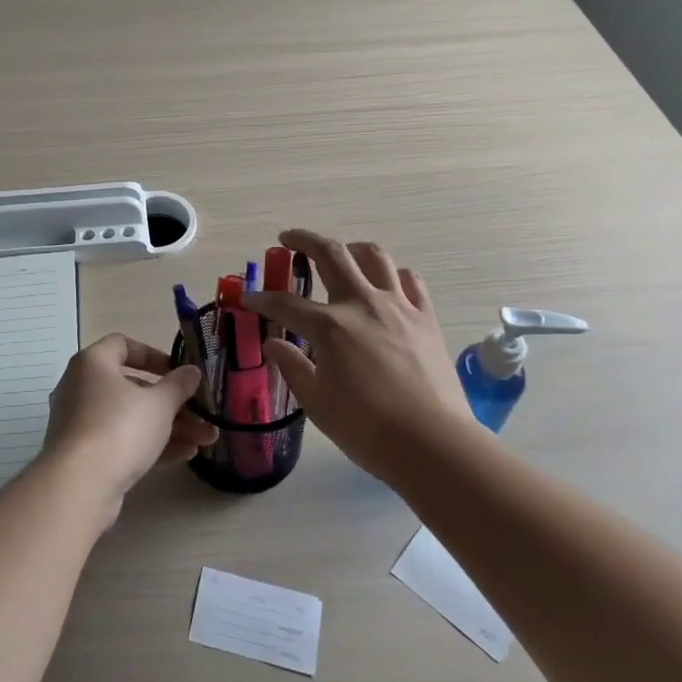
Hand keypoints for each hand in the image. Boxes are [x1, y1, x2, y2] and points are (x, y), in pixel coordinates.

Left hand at [40, 334, 214, 519]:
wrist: (79, 486)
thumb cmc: (120, 428)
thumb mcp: (159, 404)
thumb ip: (178, 385)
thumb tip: (191, 371)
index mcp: (93, 363)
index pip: (122, 345)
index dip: (154, 355)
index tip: (178, 371)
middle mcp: (80, 387)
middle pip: (132, 387)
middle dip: (172, 402)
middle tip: (201, 413)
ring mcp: (80, 423)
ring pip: (130, 417)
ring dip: (169, 427)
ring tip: (205, 439)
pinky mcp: (83, 454)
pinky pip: (120, 441)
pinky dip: (149, 444)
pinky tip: (184, 455)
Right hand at [243, 230, 476, 485]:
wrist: (432, 443)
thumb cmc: (367, 429)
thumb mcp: (318, 403)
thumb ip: (293, 367)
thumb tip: (274, 344)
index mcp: (329, 326)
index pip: (285, 304)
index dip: (262, 299)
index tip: (248, 297)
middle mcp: (362, 304)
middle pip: (330, 254)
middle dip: (304, 240)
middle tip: (288, 239)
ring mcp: (398, 306)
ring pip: (374, 256)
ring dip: (352, 248)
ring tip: (342, 253)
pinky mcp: (426, 318)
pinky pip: (410, 280)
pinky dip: (393, 274)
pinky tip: (387, 283)